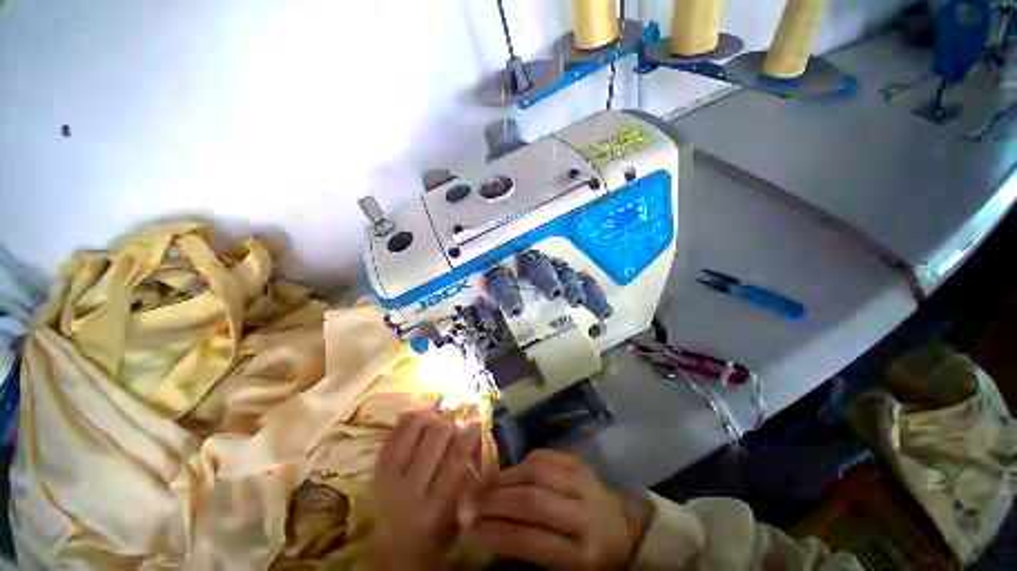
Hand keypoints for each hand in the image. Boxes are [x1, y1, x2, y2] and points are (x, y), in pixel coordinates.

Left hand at [366, 409, 480, 569]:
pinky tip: (420, 414)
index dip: (469, 433)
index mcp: (435, 505)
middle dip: (450, 424)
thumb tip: (473, 435)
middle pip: (435, 436)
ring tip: (437, 417)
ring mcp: (389, 476)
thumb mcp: (455, 515)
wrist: (390, 552)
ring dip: (430, 416)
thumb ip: (464, 476)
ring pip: (413, 428)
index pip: (456, 457)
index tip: (476, 423)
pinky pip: (393, 431)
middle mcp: (410, 488)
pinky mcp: (376, 468)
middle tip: (454, 425)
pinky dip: (409, 416)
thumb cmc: (432, 536)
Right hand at [467, 450, 652, 568]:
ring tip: (486, 482)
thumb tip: (488, 530)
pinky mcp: (579, 462)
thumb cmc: (589, 556)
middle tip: (473, 500)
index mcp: (581, 553)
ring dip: (506, 476)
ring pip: (537, 472)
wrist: (623, 528)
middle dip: (497, 500)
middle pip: (533, 500)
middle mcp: (583, 514)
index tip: (472, 527)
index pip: (530, 540)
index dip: (497, 532)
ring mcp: (583, 482)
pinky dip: (523, 462)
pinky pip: (545, 456)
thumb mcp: (563, 567)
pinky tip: (510, 471)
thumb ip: (529, 549)